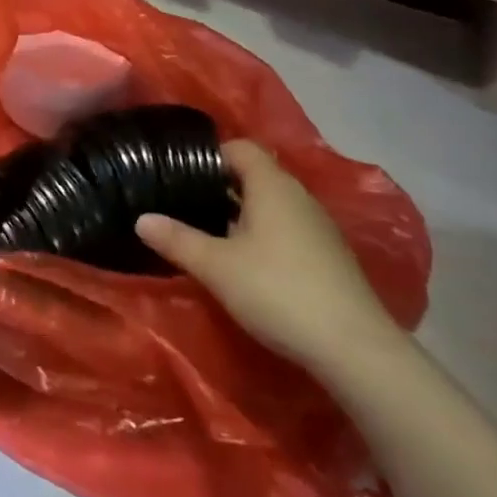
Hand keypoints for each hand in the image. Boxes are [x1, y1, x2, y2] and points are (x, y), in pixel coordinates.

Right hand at [137, 140, 405, 374]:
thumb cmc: (277, 291)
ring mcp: (318, 227)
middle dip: (220, 186)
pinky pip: (287, 229)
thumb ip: (176, 239)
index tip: (179, 173)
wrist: (354, 348)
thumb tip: (142, 218)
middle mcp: (298, 196)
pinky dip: (263, 235)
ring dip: (241, 213)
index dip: (209, 154)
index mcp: (272, 185)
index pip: (240, 148)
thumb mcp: (216, 266)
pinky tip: (246, 263)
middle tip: (184, 203)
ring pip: (271, 205)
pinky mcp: (329, 256)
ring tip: (208, 232)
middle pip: (255, 175)